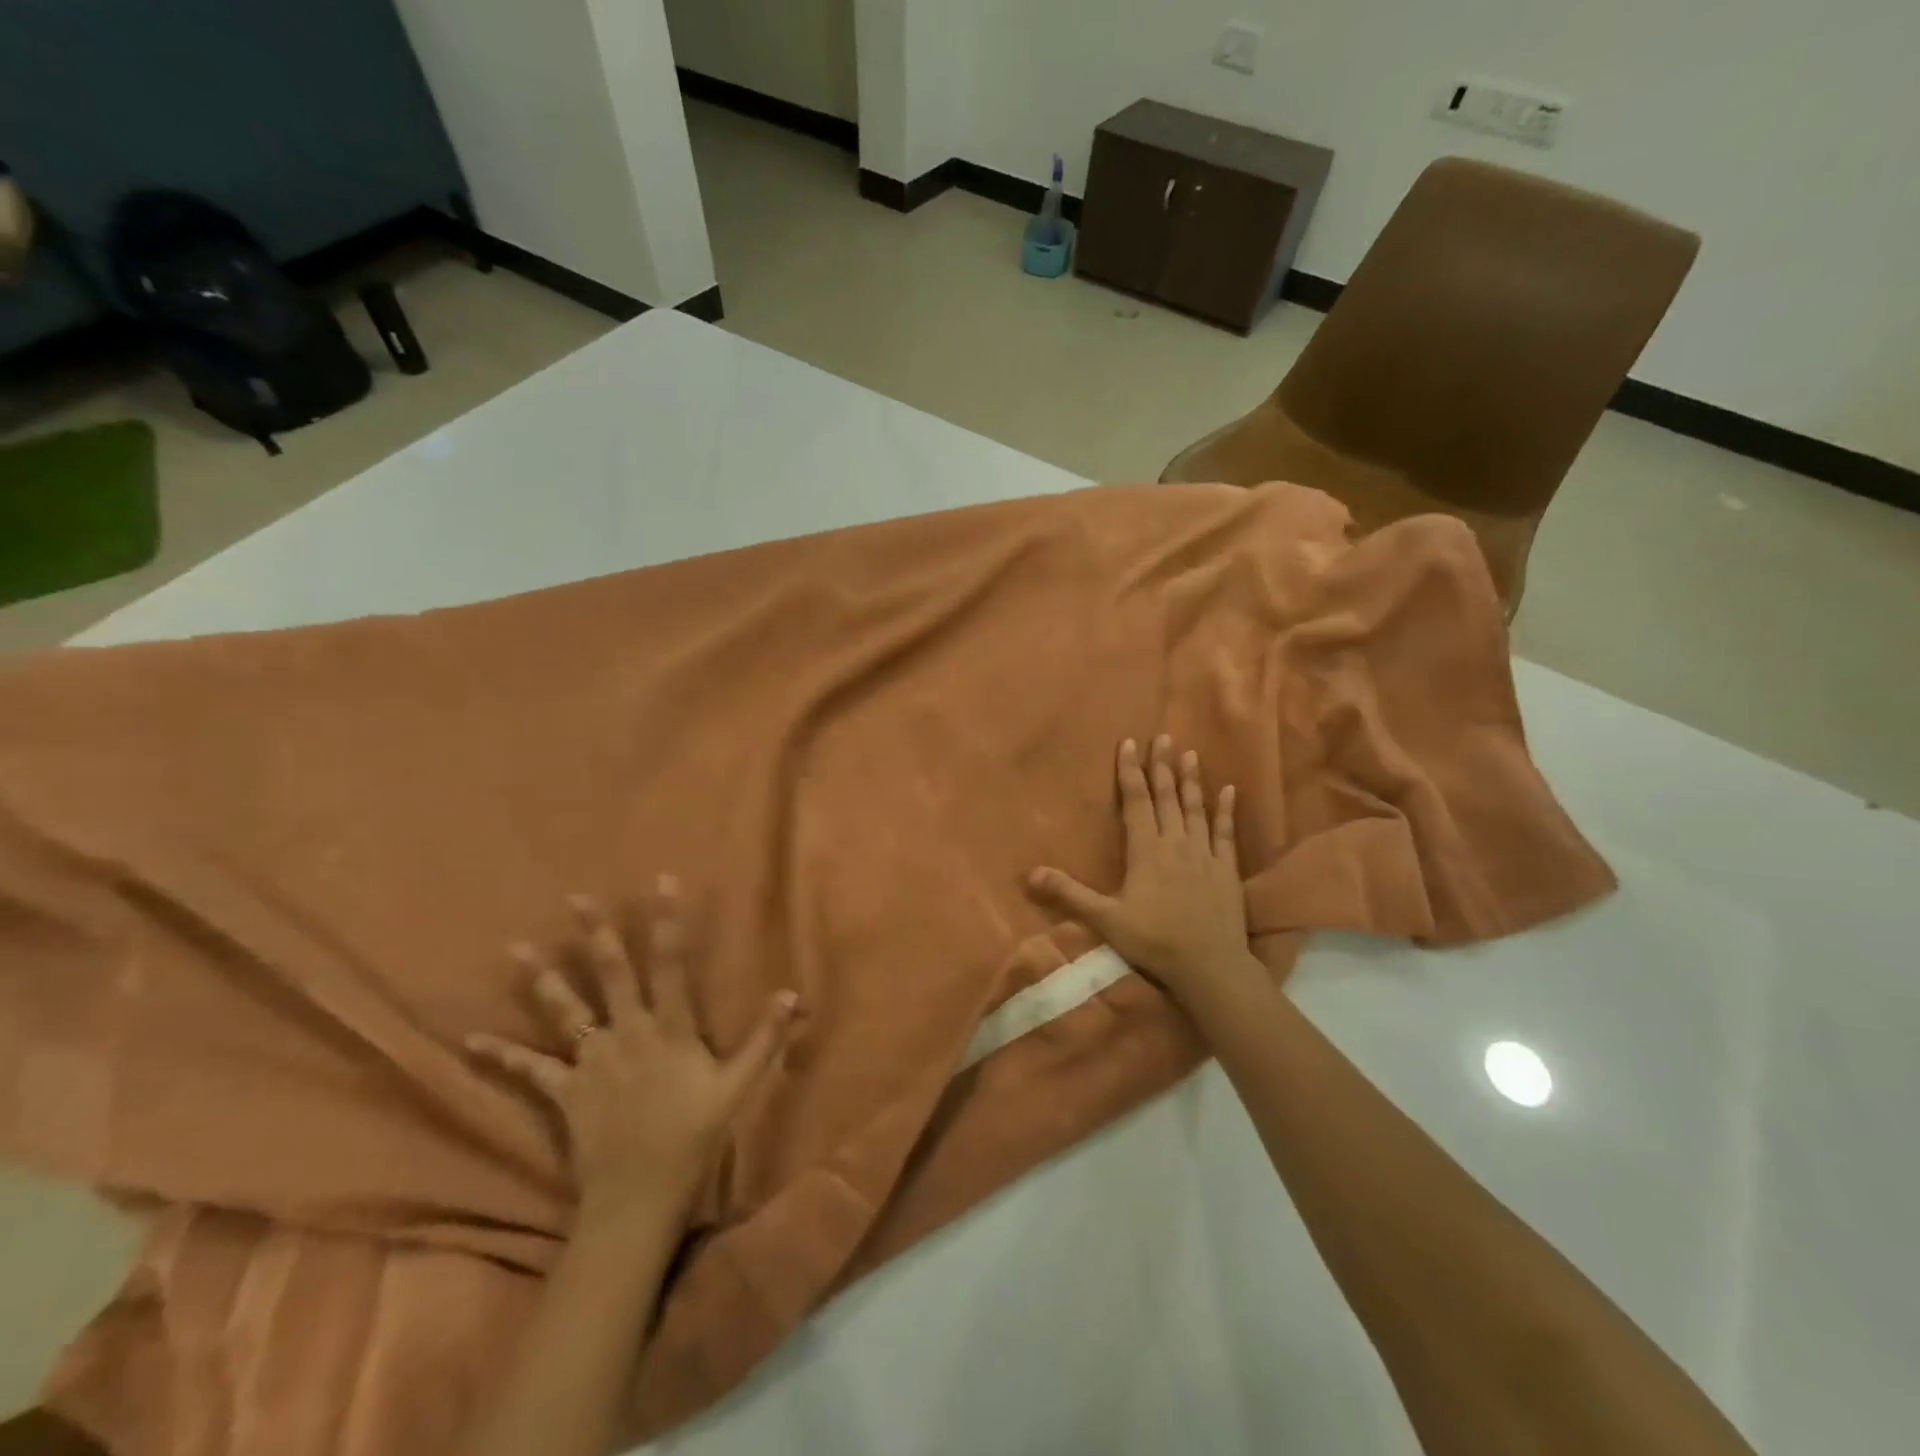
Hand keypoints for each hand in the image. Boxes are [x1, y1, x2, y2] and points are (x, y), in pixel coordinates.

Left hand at [466, 879, 796, 1228]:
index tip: (662, 882)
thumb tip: (791, 994)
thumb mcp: (739, 1087)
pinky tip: (471, 1042)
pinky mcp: (565, 1091)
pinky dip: (502, 1055)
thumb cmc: (693, 1137)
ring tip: (515, 950)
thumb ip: (765, 1039)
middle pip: (611, 974)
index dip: (667, 921)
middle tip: (575, 899)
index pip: (671, 963)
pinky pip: (530, 1070)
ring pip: (565, 1011)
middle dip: (595, 934)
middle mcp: (628, 1033)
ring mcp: (592, 1061)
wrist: (638, 1198)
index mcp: (670, 1028)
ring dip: (541, 979)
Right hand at [1029, 736, 1253, 1009]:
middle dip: (1162, 766)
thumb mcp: (1105, 919)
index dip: (1130, 771)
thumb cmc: (1154, 940)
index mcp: (1147, 851)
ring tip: (1190, 754)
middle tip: (1163, 737)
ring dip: (1191, 781)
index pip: (1137, 801)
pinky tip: (1229, 791)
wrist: (1210, 966)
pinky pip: (1226, 833)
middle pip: (1167, 797)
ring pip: (1196, 809)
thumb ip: (1069, 894)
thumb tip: (1031, 873)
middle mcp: (1176, 843)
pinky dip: (1225, 811)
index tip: (1128, 743)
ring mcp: (1205, 854)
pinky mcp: (1227, 869)